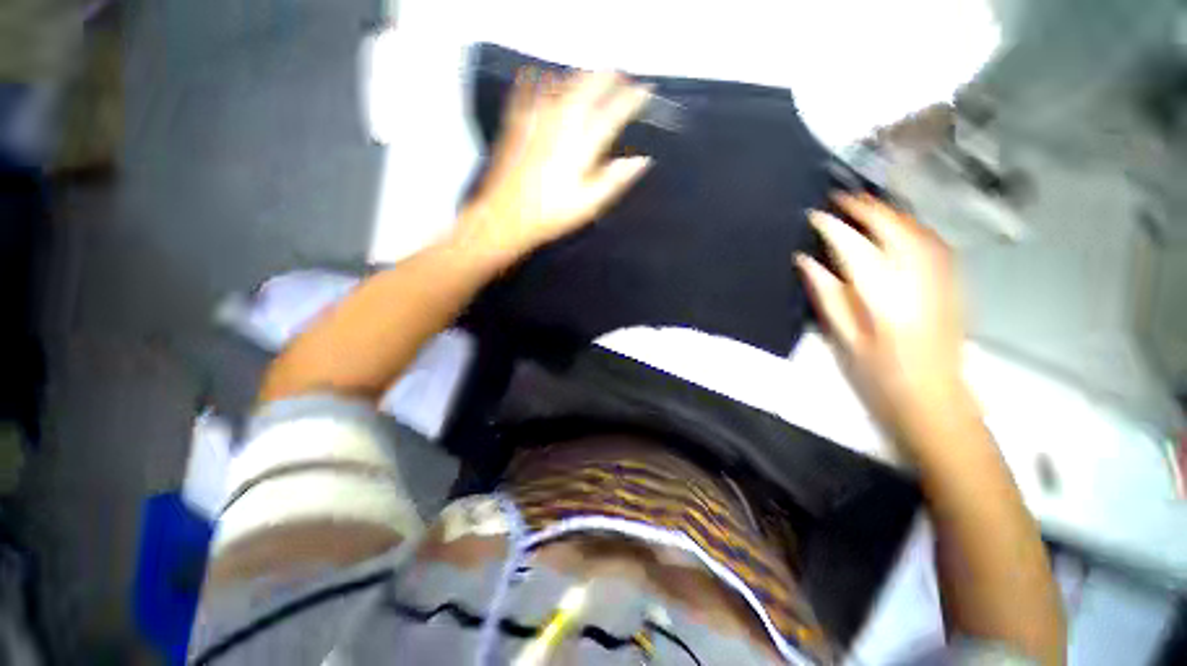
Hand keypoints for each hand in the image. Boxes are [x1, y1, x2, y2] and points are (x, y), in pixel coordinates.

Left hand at [456, 69, 652, 266]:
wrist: (504, 215)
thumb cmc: (550, 214)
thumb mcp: (588, 204)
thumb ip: (614, 180)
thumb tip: (641, 161)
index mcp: (581, 143)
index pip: (613, 111)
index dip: (632, 98)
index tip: (646, 90)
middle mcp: (561, 121)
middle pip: (589, 86)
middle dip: (609, 77)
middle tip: (621, 78)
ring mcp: (536, 116)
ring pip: (564, 81)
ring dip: (583, 76)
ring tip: (594, 77)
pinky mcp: (518, 120)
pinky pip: (535, 87)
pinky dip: (550, 80)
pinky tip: (552, 80)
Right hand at [796, 193, 966, 449]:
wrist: (935, 399)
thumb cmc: (881, 376)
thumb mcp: (843, 339)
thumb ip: (826, 294)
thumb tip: (805, 261)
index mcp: (884, 297)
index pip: (856, 247)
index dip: (833, 227)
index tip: (815, 215)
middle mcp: (918, 279)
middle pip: (894, 229)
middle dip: (866, 209)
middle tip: (840, 198)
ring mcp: (941, 278)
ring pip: (916, 230)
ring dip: (889, 213)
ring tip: (864, 206)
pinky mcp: (952, 282)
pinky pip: (932, 240)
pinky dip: (910, 225)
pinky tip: (897, 226)